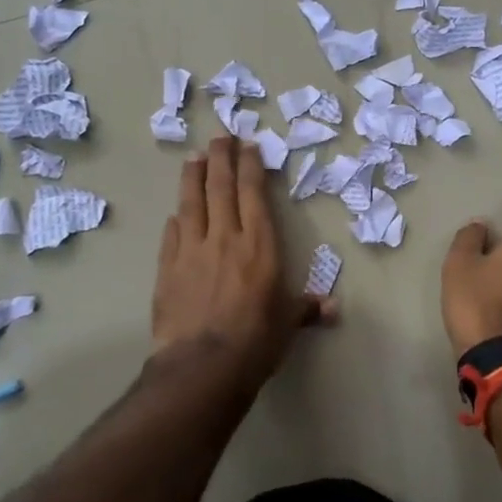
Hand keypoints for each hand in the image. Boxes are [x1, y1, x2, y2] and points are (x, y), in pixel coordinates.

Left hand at [153, 137, 334, 394]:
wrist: (203, 366)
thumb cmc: (256, 341)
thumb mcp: (287, 323)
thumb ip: (307, 309)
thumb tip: (333, 308)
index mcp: (259, 245)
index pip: (253, 194)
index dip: (250, 167)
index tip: (247, 145)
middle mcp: (225, 238)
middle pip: (221, 188)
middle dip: (221, 159)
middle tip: (219, 136)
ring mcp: (191, 251)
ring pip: (192, 204)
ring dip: (192, 178)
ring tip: (193, 157)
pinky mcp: (167, 270)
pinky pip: (171, 236)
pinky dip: (176, 220)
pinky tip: (175, 213)